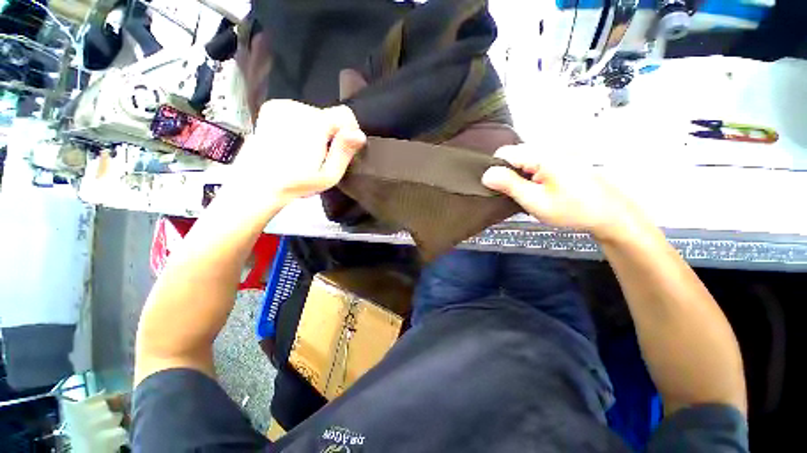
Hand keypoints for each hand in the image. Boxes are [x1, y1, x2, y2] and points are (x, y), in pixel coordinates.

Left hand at [228, 100, 365, 206]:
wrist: (257, 182)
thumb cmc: (296, 183)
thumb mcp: (328, 175)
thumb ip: (344, 152)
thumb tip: (360, 134)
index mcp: (315, 124)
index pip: (345, 114)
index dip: (350, 131)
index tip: (344, 149)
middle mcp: (298, 108)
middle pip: (329, 115)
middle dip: (331, 134)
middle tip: (322, 156)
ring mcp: (282, 106)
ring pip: (314, 114)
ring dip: (317, 130)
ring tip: (306, 151)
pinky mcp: (271, 108)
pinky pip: (299, 113)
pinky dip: (302, 125)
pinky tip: (294, 142)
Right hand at [482, 145, 645, 241]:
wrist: (610, 212)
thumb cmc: (573, 209)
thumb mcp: (535, 201)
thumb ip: (509, 185)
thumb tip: (486, 174)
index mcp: (542, 154)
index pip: (503, 153)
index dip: (495, 170)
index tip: (500, 189)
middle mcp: (550, 146)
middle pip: (514, 154)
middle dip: (509, 173)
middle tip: (517, 195)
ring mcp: (558, 150)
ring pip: (524, 159)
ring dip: (520, 175)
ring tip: (529, 194)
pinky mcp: (563, 157)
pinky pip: (537, 161)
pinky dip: (532, 174)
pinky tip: (540, 189)